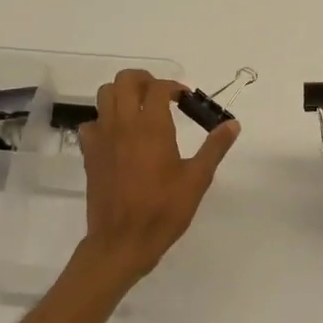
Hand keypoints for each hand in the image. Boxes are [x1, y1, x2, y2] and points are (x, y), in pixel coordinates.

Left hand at [77, 69, 237, 282]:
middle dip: (144, 80)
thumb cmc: (163, 210)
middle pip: (126, 80)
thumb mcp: (197, 180)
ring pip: (105, 95)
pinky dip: (104, 121)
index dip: (174, 86)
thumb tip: (232, 124)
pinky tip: (118, 137)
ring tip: (139, 110)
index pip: (158, 87)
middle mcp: (123, 124)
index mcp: (151, 127)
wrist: (122, 241)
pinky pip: (92, 123)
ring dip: (123, 94)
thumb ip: (214, 148)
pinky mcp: (90, 153)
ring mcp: (102, 137)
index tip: (185, 99)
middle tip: (160, 95)